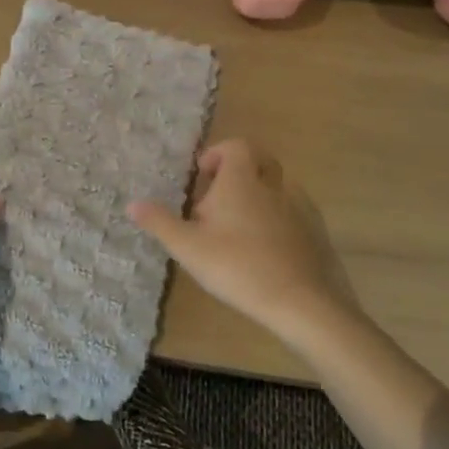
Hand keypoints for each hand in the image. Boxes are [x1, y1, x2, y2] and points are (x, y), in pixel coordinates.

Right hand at [129, 139, 356, 344]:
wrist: (301, 301)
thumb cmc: (237, 266)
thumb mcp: (188, 247)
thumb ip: (160, 222)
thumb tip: (132, 203)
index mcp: (242, 181)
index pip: (236, 146)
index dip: (218, 154)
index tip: (202, 176)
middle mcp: (273, 186)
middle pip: (260, 161)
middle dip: (239, 172)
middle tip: (218, 198)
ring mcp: (299, 208)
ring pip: (278, 187)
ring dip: (258, 196)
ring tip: (238, 227)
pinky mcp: (315, 232)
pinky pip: (293, 212)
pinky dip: (277, 219)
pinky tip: (265, 248)